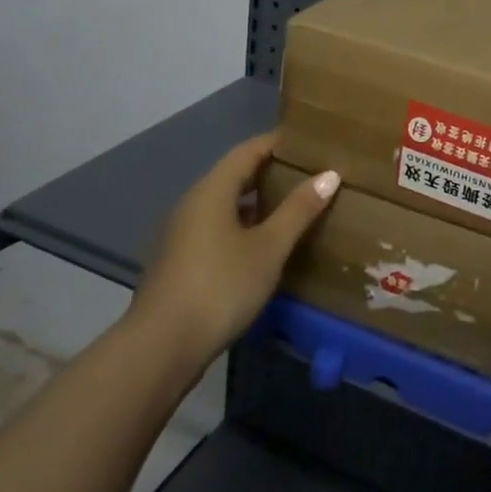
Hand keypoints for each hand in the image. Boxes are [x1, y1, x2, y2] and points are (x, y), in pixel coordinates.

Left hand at [125, 133, 340, 368]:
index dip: (278, 142)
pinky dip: (244, 224)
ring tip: (294, 206)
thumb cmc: (220, 287)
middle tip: (310, 173)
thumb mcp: (269, 248)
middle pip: (236, 174)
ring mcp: (183, 234)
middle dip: (271, 171)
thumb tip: (329, 174)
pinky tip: (265, 244)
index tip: (309, 142)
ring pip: (226, 203)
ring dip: (258, 200)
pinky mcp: (180, 261)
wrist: (160, 349)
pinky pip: (218, 227)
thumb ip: (299, 209)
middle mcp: (193, 203)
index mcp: (212, 190)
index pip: (249, 150)